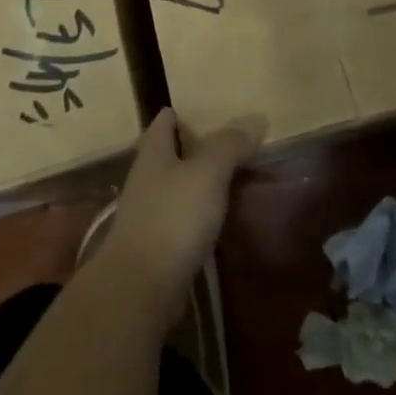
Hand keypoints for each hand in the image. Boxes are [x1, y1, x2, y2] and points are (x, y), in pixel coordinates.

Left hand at [101, 108, 265, 327]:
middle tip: (236, 141)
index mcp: (153, 153)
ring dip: (202, 181)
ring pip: (179, 186)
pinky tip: (222, 217)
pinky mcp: (158, 246)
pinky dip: (201, 212)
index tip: (213, 107)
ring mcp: (150, 213)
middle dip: (198, 146)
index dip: (185, 112)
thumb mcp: (207, 173)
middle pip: (172, 153)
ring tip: (237, 176)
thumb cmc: (172, 217)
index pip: (165, 120)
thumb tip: (255, 118)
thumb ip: (229, 145)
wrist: (140, 287)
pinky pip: (183, 218)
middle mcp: (147, 178)